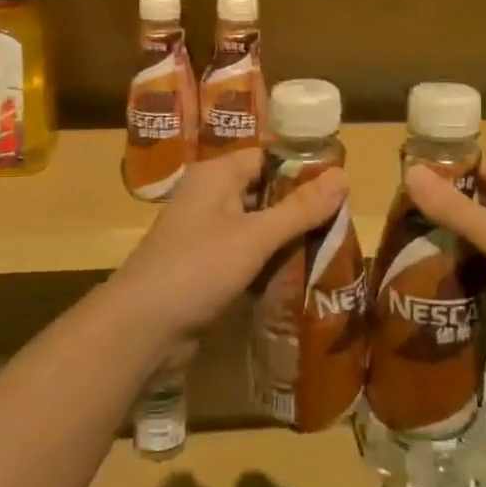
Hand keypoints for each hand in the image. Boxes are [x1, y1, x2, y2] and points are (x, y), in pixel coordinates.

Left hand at [106, 148, 345, 343]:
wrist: (141, 328)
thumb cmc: (198, 268)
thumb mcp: (255, 236)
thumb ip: (300, 209)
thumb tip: (344, 176)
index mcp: (216, 176)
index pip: (267, 158)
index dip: (303, 169)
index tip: (342, 187)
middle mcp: (209, 197)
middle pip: (264, 193)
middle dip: (301, 208)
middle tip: (344, 222)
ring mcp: (206, 234)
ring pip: (257, 227)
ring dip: (288, 239)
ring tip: (333, 248)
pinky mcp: (206, 267)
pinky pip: (247, 255)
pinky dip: (270, 262)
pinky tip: (301, 275)